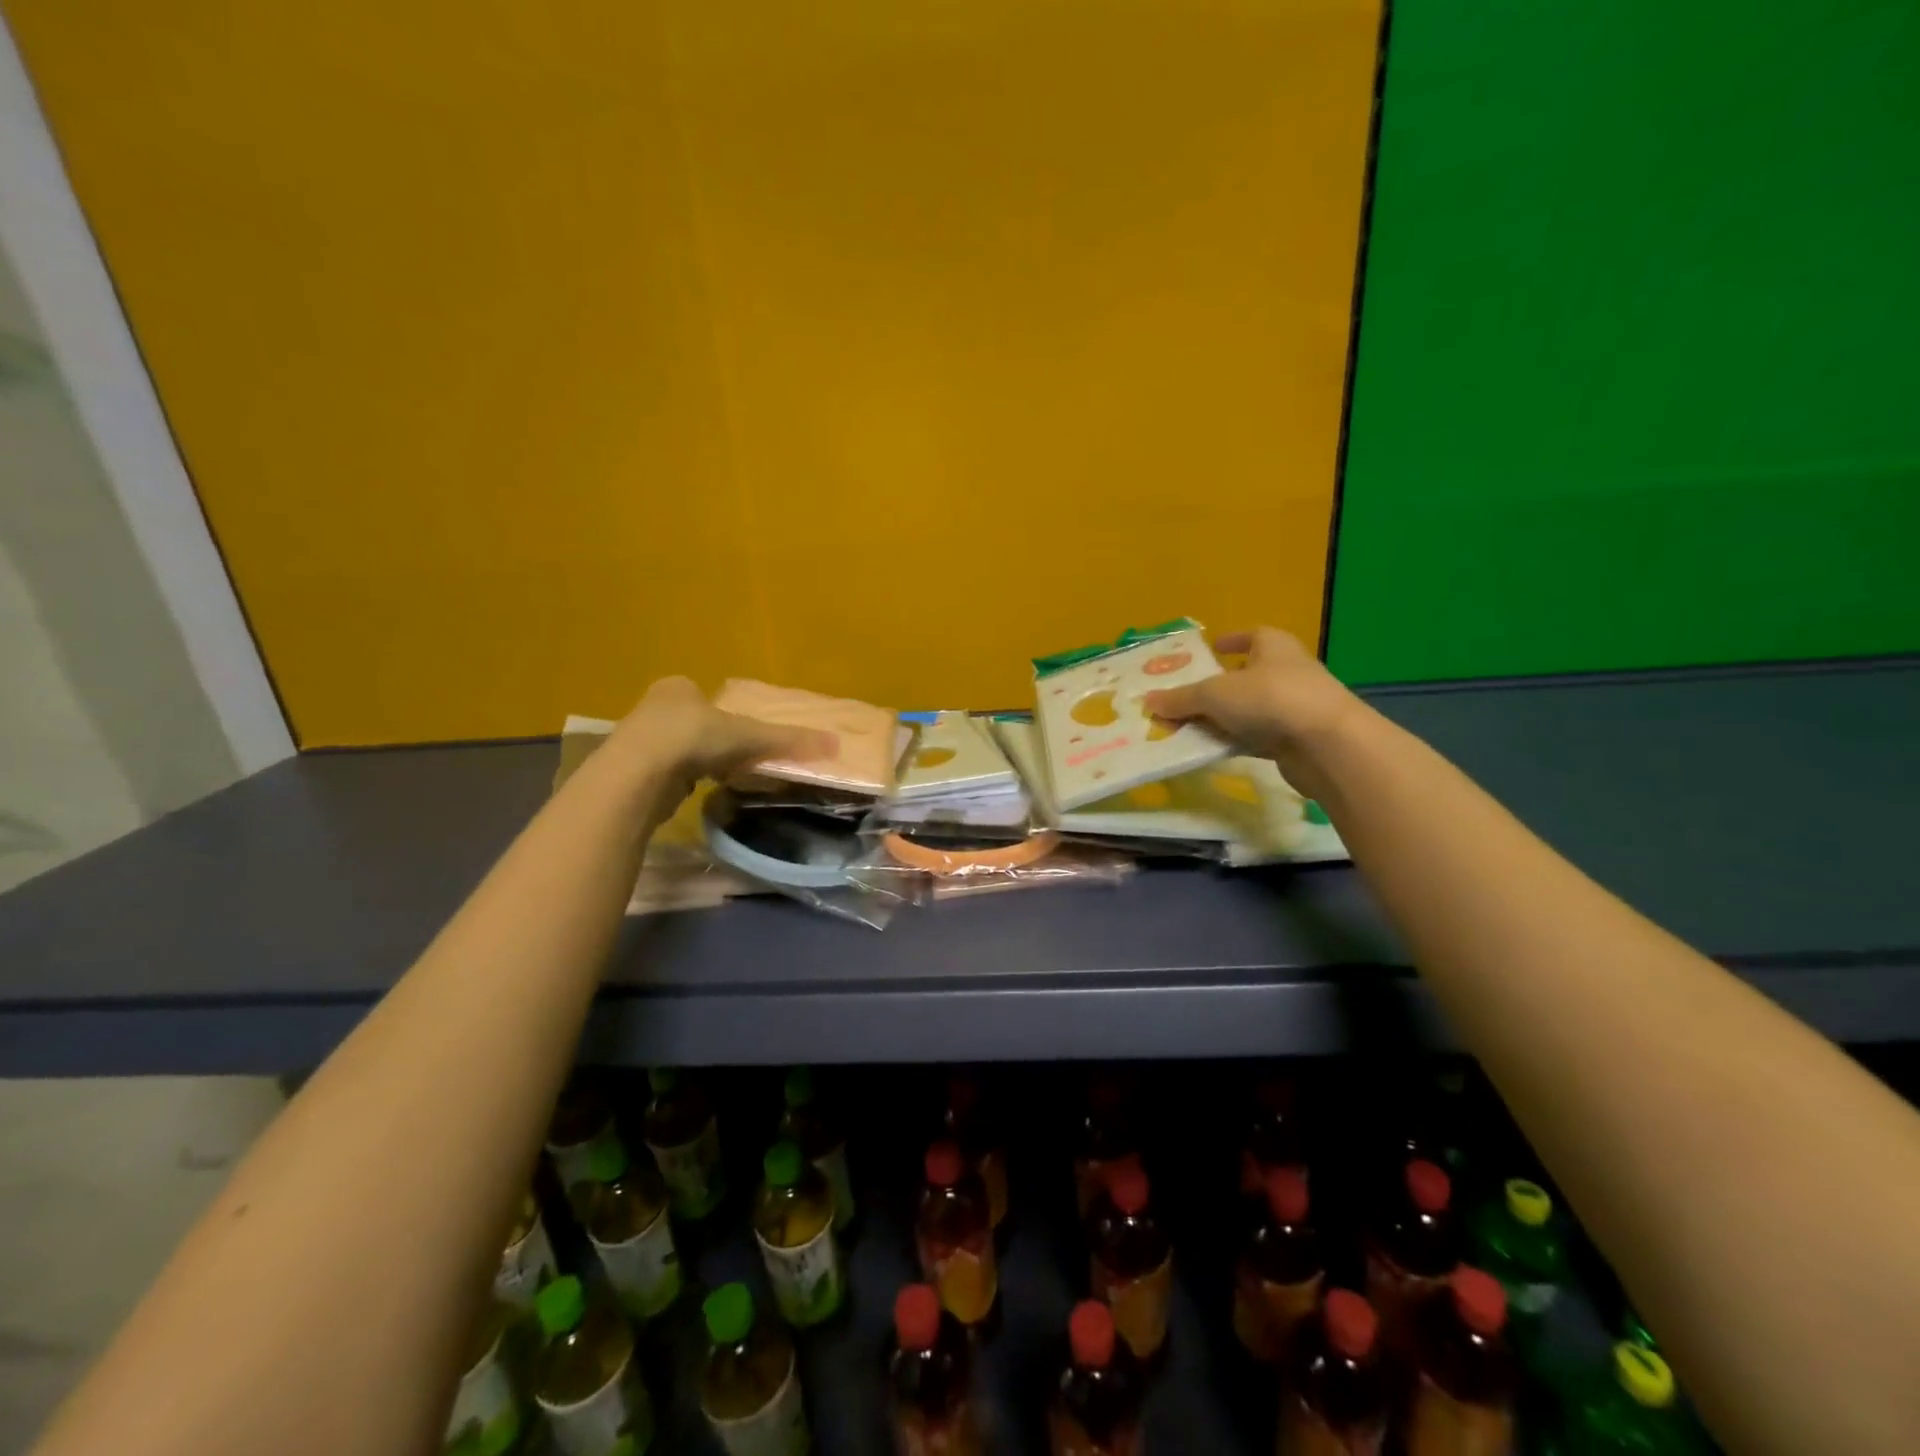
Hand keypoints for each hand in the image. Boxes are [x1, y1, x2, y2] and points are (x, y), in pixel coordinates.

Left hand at [599, 676, 834, 822]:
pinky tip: (694, 791)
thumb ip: (788, 740)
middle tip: (735, 759)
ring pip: (677, 749)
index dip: (726, 715)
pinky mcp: (631, 772)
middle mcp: (653, 708)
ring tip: (717, 778)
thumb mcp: (749, 737)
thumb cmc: (693, 740)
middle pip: (692, 722)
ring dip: (696, 762)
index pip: (705, 696)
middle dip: (711, 740)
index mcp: (677, 688)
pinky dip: (682, 780)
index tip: (742, 736)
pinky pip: (666, 773)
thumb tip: (836, 744)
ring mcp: (637, 740)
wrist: (638, 775)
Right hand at [1142, 627, 1361, 795]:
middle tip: (1183, 695)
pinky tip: (1210, 749)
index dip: (1231, 639)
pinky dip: (1234, 741)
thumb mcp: (1215, 695)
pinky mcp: (1295, 740)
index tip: (1212, 646)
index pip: (1251, 635)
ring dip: (1222, 717)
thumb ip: (1181, 699)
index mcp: (1273, 645)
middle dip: (1216, 685)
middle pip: (1245, 675)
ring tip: (1186, 727)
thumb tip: (1148, 701)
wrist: (1328, 745)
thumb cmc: (1271, 699)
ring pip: (1248, 709)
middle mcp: (1286, 671)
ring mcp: (1293, 707)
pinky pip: (1255, 737)